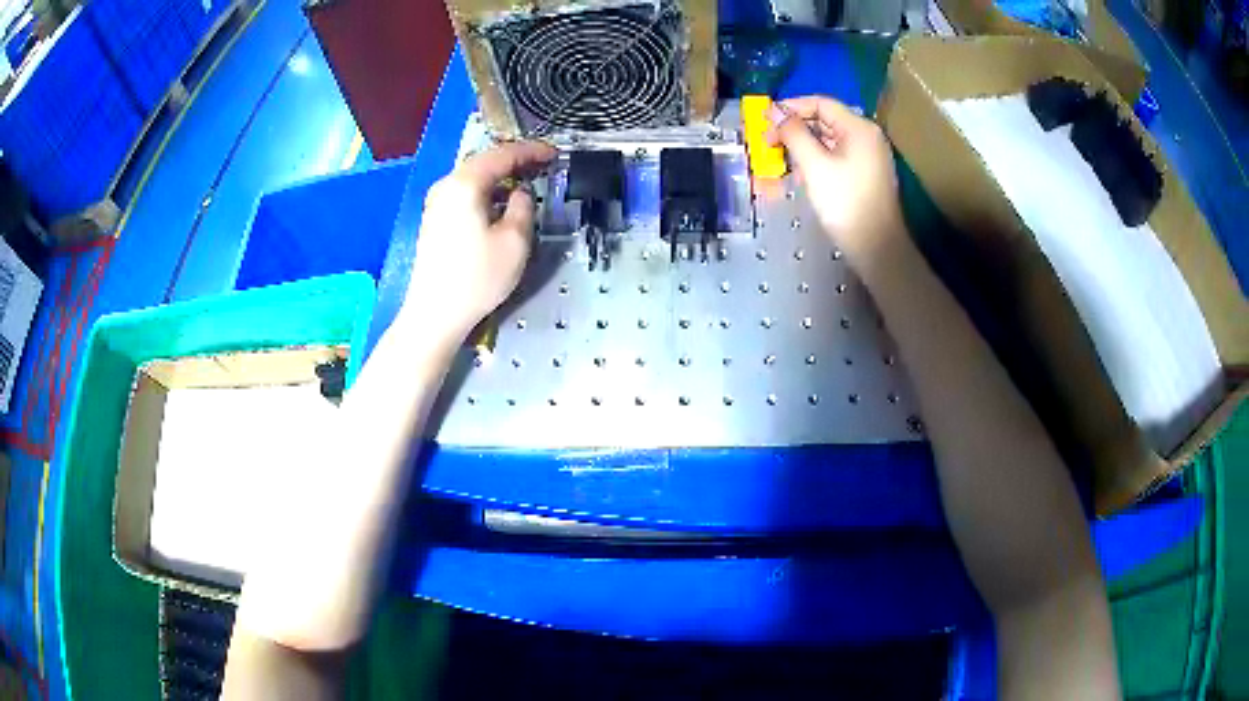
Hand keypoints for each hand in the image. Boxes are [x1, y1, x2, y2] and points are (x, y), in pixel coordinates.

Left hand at [403, 141, 556, 337]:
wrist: (435, 313)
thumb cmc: (478, 277)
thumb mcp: (515, 241)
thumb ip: (523, 206)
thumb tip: (520, 193)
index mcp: (465, 184)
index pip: (503, 155)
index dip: (532, 151)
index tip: (554, 154)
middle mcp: (446, 185)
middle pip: (484, 162)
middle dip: (515, 161)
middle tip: (542, 165)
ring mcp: (436, 203)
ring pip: (473, 178)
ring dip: (499, 177)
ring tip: (525, 183)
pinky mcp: (434, 220)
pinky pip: (464, 194)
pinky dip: (485, 191)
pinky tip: (499, 204)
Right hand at [765, 96, 903, 262]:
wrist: (877, 248)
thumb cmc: (846, 203)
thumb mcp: (814, 165)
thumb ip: (793, 133)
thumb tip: (774, 111)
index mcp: (859, 128)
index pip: (821, 103)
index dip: (791, 107)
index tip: (765, 121)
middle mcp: (867, 137)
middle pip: (825, 121)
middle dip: (795, 129)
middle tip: (768, 143)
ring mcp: (868, 157)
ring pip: (829, 141)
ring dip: (803, 146)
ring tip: (779, 160)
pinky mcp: (865, 176)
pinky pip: (836, 158)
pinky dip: (816, 161)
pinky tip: (799, 174)